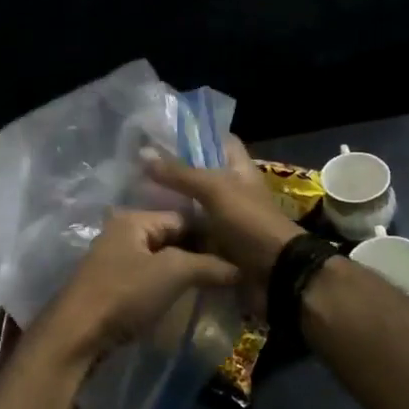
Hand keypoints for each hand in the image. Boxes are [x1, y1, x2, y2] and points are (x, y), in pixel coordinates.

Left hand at [42, 209, 237, 365]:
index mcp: (134, 219)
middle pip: (171, 237)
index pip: (183, 217)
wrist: (76, 335)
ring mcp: (114, 260)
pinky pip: (148, 277)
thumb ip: (208, 265)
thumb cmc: (124, 294)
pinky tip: (185, 297)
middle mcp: (122, 232)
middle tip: (230, 271)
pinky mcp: (111, 286)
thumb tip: (240, 268)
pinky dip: (167, 285)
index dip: (211, 234)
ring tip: (213, 286)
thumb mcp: (172, 273)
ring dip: (184, 271)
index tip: (237, 252)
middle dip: (199, 253)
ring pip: (160, 259)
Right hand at [145, 136, 303, 289]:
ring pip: (192, 204)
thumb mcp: (215, 190)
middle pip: (200, 174)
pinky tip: (149, 227)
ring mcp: (224, 218)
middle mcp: (231, 190)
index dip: (196, 135)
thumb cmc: (249, 221)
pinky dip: (174, 231)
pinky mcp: (216, 244)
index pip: (219, 141)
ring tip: (134, 195)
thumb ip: (180, 173)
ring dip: (170, 203)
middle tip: (138, 168)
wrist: (274, 273)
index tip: (163, 135)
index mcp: (238, 169)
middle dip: (174, 172)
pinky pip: (191, 232)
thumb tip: (143, 152)